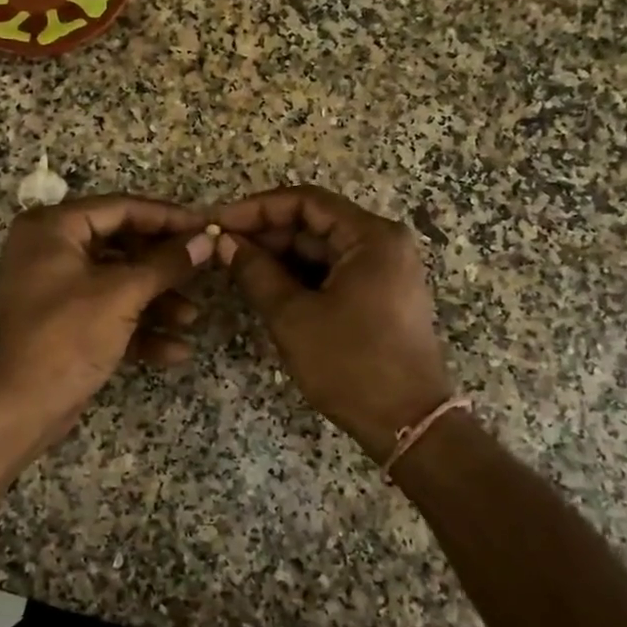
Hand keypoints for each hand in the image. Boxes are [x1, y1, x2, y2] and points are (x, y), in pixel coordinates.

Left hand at [0, 196, 213, 446]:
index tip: (207, 226)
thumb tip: (207, 238)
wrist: (15, 409)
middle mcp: (51, 249)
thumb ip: (167, 263)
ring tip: (191, 318)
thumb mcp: (121, 294)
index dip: (168, 217)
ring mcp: (58, 288)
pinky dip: (139, 328)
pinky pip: (109, 313)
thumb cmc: (65, 337)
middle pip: (123, 245)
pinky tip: (176, 351)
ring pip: (119, 282)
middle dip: (164, 267)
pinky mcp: (66, 323)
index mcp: (53, 227)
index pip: (121, 208)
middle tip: (205, 270)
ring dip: (157, 301)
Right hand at [212, 186, 452, 457]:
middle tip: (220, 248)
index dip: (257, 209)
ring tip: (234, 267)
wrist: (407, 424)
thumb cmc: (350, 364)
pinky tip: (264, 286)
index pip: (305, 202)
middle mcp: (383, 243)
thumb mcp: (293, 316)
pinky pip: (332, 271)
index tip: (219, 223)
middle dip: (266, 234)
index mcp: (371, 237)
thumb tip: (224, 242)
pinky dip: (299, 276)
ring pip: (321, 249)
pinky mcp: (380, 294)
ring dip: (279, 256)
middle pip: (314, 223)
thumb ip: (254, 271)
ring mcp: (384, 270)